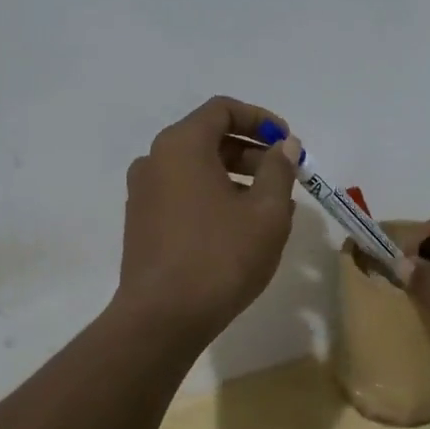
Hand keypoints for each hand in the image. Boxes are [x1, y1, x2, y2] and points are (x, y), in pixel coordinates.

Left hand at [113, 96, 300, 345]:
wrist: (161, 319)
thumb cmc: (220, 257)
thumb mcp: (266, 212)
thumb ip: (278, 169)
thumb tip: (284, 145)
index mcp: (181, 145)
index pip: (223, 109)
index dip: (260, 120)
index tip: (288, 143)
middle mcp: (155, 160)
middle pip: (208, 137)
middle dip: (251, 151)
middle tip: (285, 175)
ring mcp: (144, 192)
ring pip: (196, 168)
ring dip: (236, 176)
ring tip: (271, 206)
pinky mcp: (142, 222)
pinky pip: (183, 193)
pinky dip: (213, 196)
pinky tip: (241, 226)